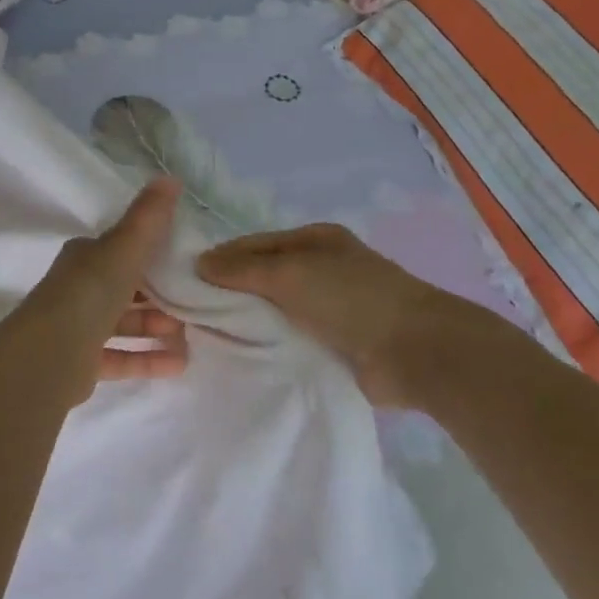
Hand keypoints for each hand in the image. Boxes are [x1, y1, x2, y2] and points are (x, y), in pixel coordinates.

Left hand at [7, 180, 187, 406]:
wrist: (50, 353)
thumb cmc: (90, 292)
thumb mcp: (124, 247)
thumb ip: (149, 217)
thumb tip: (170, 177)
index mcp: (85, 258)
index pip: (121, 251)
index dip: (151, 255)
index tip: (185, 263)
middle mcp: (79, 290)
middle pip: (126, 290)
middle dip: (160, 296)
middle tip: (194, 303)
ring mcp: (78, 328)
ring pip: (124, 324)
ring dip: (156, 329)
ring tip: (190, 337)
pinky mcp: (81, 363)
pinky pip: (121, 357)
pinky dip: (148, 359)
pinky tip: (179, 365)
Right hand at [197, 223, 523, 405]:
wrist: (415, 351)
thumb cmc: (352, 298)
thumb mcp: (292, 272)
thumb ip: (244, 269)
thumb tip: (199, 263)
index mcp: (314, 240)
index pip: (254, 245)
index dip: (220, 259)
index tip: (183, 281)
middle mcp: (320, 269)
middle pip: (263, 278)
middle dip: (230, 294)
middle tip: (188, 315)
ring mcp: (328, 308)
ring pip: (275, 312)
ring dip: (248, 323)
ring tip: (205, 339)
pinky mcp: (333, 344)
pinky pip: (290, 340)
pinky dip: (268, 346)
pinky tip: (239, 358)